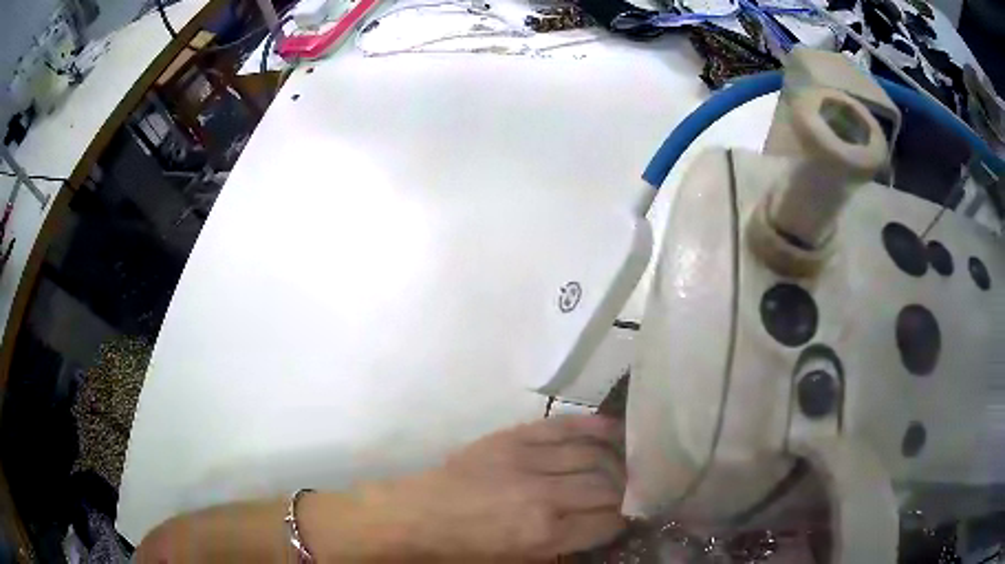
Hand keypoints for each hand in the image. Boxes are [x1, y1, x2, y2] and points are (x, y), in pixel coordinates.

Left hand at [372, 415, 627, 559]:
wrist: (418, 515)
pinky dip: (594, 427)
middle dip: (628, 491)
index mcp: (543, 534)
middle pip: (608, 487)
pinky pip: (565, 427)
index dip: (625, 520)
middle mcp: (544, 496)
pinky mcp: (513, 437)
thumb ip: (566, 547)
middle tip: (635, 491)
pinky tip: (614, 430)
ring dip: (618, 461)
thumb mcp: (519, 562)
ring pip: (594, 454)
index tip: (631, 517)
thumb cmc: (467, 549)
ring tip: (629, 464)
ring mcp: (528, 461)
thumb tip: (604, 528)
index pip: (608, 522)